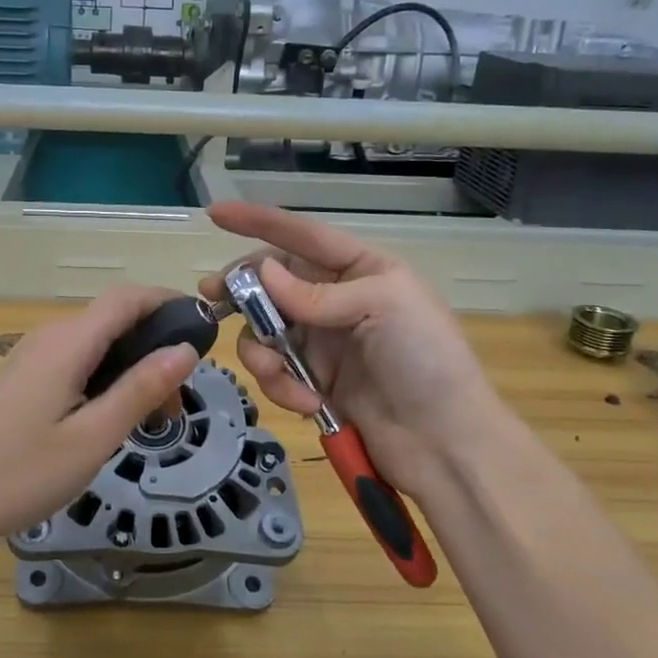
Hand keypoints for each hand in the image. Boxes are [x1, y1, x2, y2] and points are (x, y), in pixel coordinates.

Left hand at [0, 288, 199, 570]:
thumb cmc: (18, 474)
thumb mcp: (92, 438)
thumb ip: (140, 390)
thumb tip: (186, 349)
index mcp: (67, 342)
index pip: (127, 298)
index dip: (168, 302)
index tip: (205, 330)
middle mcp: (47, 338)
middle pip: (112, 321)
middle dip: (154, 347)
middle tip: (178, 402)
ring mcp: (28, 360)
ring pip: (93, 346)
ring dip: (130, 369)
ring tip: (151, 419)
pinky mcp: (18, 383)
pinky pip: (73, 365)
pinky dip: (103, 381)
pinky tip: (107, 422)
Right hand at [196, 202, 501, 502]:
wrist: (444, 443)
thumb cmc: (426, 360)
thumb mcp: (383, 307)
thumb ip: (318, 293)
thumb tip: (262, 273)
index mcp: (361, 270)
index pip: (303, 236)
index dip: (259, 222)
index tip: (216, 214)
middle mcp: (336, 300)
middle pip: (272, 282)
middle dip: (242, 289)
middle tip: (213, 297)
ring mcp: (321, 342)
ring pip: (264, 330)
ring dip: (262, 352)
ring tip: (278, 375)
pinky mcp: (311, 381)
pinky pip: (274, 371)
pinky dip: (280, 385)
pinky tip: (307, 403)